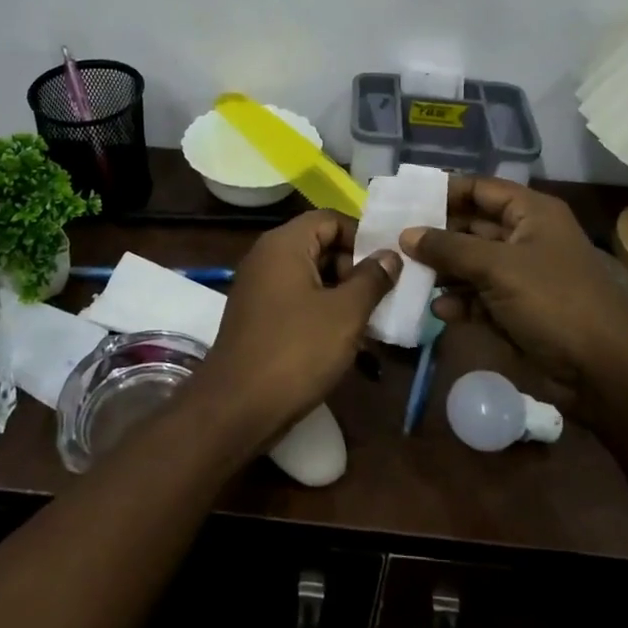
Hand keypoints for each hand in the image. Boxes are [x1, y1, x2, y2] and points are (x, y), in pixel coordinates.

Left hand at [192, 211, 399, 448]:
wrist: (238, 407)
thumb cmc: (296, 351)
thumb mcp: (346, 313)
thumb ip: (372, 279)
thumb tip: (389, 256)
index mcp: (284, 244)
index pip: (331, 219)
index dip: (363, 237)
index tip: (389, 265)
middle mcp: (267, 258)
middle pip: (321, 245)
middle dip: (355, 268)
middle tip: (384, 297)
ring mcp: (260, 289)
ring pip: (312, 277)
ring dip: (343, 294)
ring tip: (373, 321)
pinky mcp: (260, 317)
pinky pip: (298, 300)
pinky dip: (323, 312)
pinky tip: (348, 339)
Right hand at [401, 177, 627, 396]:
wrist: (605, 373)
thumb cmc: (554, 302)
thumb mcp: (498, 267)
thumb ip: (449, 248)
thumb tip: (406, 234)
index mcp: (531, 214)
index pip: (480, 189)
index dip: (444, 191)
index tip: (404, 200)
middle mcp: (524, 239)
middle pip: (470, 227)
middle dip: (435, 236)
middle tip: (392, 241)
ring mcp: (519, 277)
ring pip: (469, 265)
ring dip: (441, 272)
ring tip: (405, 276)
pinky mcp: (515, 312)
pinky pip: (477, 298)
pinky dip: (458, 302)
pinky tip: (437, 310)